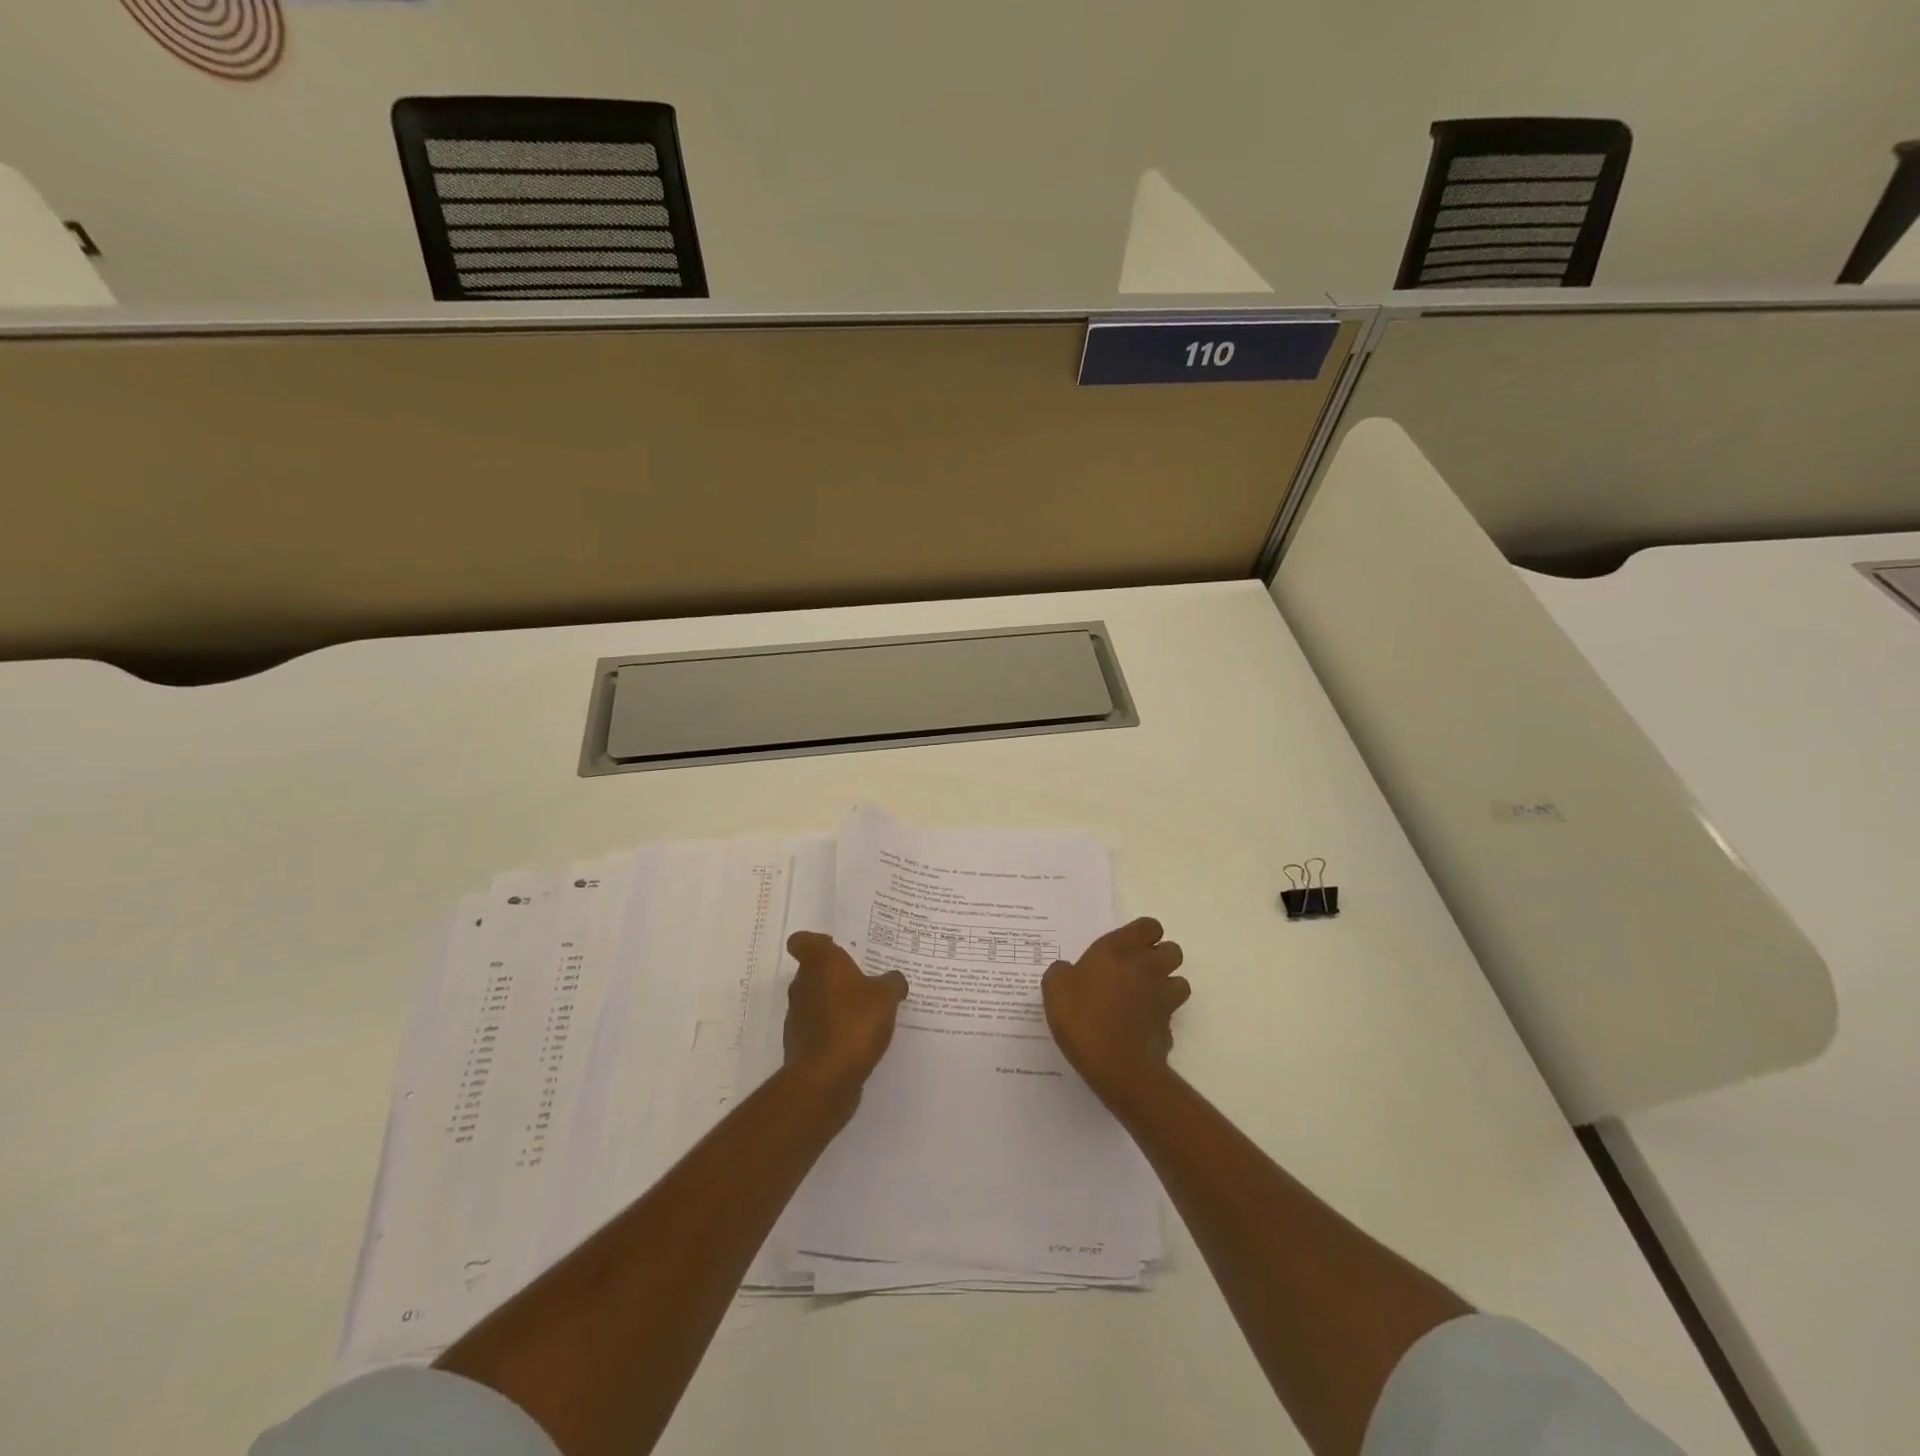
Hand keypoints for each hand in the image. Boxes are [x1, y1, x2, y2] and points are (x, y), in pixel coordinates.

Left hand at [782, 932, 909, 1099]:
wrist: (825, 1078)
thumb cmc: (854, 1023)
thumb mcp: (886, 997)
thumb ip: (892, 983)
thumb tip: (894, 979)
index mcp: (820, 964)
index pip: (803, 941)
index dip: (817, 942)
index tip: (836, 948)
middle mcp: (802, 985)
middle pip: (812, 972)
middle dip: (834, 976)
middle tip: (862, 980)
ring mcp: (797, 1017)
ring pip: (815, 1001)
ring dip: (834, 1005)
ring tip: (863, 1013)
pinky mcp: (799, 1046)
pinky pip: (818, 1029)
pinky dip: (832, 1031)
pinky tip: (856, 1040)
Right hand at [1041, 917, 1187, 1107]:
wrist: (1118, 1066)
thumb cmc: (1084, 1017)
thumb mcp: (1055, 988)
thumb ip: (1061, 972)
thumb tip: (1068, 971)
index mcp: (1121, 950)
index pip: (1149, 926)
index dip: (1141, 934)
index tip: (1124, 948)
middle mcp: (1148, 968)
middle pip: (1172, 951)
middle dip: (1159, 957)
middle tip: (1133, 971)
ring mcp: (1163, 998)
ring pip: (1179, 982)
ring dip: (1165, 986)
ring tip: (1142, 998)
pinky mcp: (1169, 1028)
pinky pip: (1170, 1015)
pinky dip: (1159, 1019)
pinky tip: (1139, 1028)